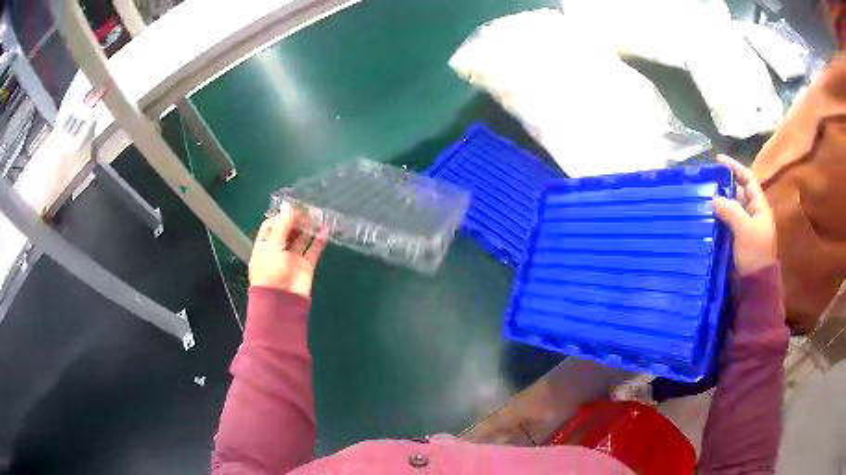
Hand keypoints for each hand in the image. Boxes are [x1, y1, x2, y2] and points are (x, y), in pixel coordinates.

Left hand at [249, 203, 328, 296]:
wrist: (281, 300)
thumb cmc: (270, 271)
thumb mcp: (272, 245)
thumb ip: (283, 225)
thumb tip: (290, 208)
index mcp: (265, 244)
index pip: (272, 225)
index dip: (281, 216)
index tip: (292, 207)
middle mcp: (279, 249)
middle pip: (288, 230)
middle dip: (297, 220)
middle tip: (308, 209)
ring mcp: (293, 257)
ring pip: (302, 239)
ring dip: (309, 228)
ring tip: (318, 215)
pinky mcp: (306, 265)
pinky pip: (313, 250)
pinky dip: (319, 240)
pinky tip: (325, 229)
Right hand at [712, 155, 775, 275]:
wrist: (755, 286)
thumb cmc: (754, 254)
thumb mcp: (745, 230)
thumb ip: (731, 210)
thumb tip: (714, 198)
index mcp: (759, 207)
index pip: (748, 179)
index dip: (735, 167)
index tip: (718, 160)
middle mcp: (752, 214)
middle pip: (738, 193)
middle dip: (724, 185)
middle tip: (707, 182)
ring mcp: (744, 228)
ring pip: (730, 209)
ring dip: (718, 203)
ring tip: (702, 198)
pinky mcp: (736, 241)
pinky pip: (725, 223)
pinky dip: (717, 219)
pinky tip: (706, 218)